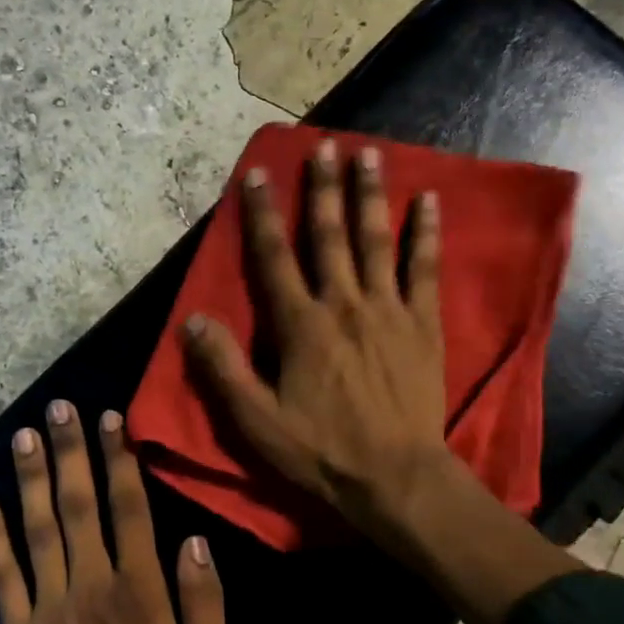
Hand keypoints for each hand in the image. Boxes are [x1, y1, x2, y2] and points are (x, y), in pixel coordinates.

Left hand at [0, 401, 231, 623]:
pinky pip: (3, 578)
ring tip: (24, 436)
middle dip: (70, 452)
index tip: (109, 419)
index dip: (119, 460)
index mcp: (140, 590)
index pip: (129, 509)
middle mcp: (92, 585)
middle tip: (58, 407)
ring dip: (32, 479)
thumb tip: (194, 540)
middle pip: (79, 506)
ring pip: (39, 530)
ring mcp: (50, 608)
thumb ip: (205, 603)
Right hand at [185, 137, 456, 541]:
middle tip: (323, 146)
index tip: (258, 173)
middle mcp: (343, 304)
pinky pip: (424, 269)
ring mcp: (388, 310)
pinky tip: (430, 201)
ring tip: (370, 155)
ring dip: (371, 196)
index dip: (262, 215)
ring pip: (376, 241)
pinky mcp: (423, 324)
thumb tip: (193, 320)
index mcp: (301, 326)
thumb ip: (224, 369)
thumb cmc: (321, 451)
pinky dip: (426, 234)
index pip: (273, 258)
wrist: (395, 477)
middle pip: (329, 236)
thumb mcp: (257, 421)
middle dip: (323, 189)